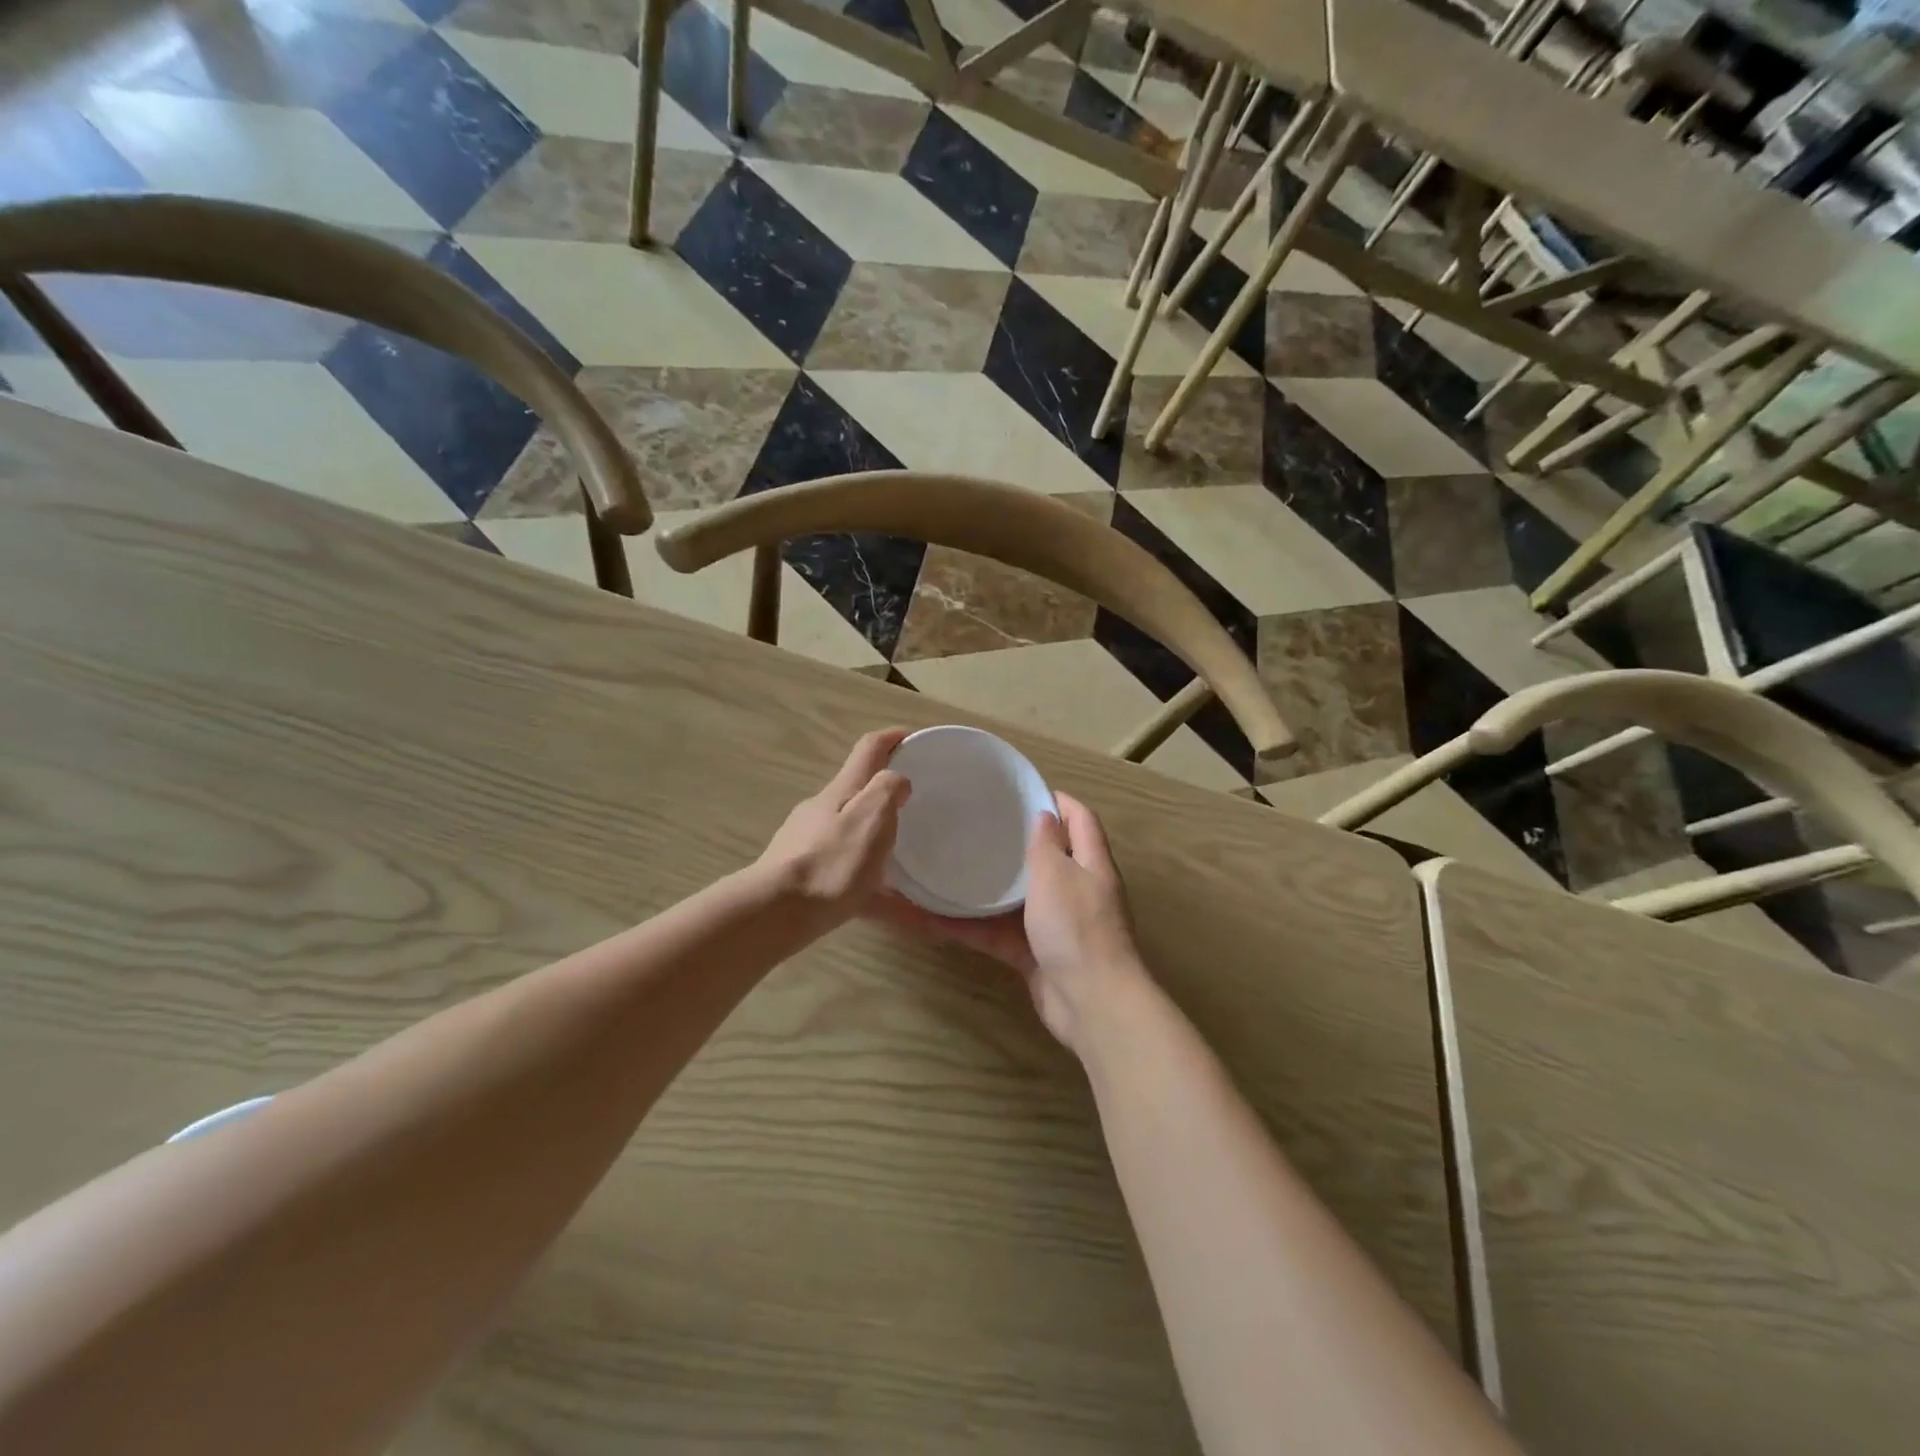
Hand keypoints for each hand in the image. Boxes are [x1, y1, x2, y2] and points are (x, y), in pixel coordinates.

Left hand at [759, 729, 911, 927]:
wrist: (776, 913)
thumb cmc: (830, 861)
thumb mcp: (871, 817)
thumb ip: (888, 791)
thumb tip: (897, 780)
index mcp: (842, 791)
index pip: (869, 749)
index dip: (893, 738)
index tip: (916, 738)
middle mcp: (824, 812)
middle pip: (860, 794)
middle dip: (888, 796)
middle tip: (919, 809)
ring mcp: (811, 846)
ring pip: (856, 841)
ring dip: (884, 850)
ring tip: (917, 872)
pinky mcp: (808, 882)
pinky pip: (855, 883)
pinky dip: (882, 895)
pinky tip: (911, 918)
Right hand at [876, 793, 1148, 1052]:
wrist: (1091, 1003)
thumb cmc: (1076, 927)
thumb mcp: (1057, 874)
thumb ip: (1047, 844)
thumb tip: (1044, 814)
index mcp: (1090, 863)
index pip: (1080, 818)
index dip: (1057, 800)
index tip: (1021, 790)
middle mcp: (1076, 890)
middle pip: (1047, 857)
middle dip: (1015, 843)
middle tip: (976, 827)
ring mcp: (1055, 925)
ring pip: (1016, 898)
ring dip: (985, 888)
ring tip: (949, 866)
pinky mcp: (1035, 955)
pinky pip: (998, 933)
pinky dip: (971, 927)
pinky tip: (934, 920)